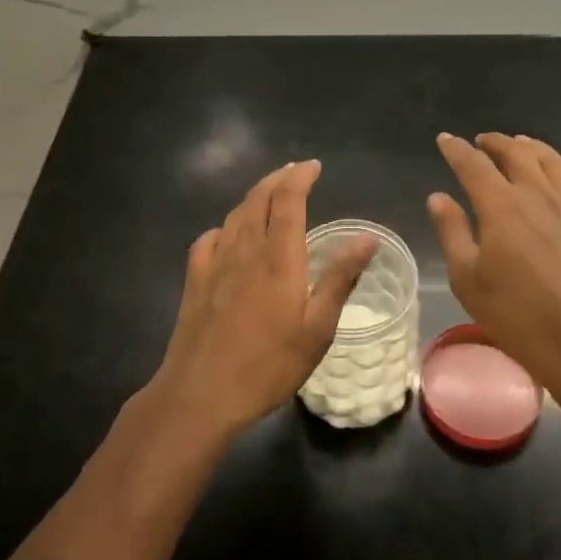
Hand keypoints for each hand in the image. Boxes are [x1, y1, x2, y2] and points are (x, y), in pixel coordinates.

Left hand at [151, 159, 377, 438]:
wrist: (201, 393)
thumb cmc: (268, 365)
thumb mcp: (317, 328)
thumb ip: (339, 278)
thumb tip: (366, 237)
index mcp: (278, 258)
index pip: (288, 200)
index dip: (300, 177)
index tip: (313, 166)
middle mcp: (246, 250)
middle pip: (259, 199)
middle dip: (278, 179)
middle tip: (294, 171)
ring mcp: (215, 263)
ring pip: (235, 215)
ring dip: (254, 197)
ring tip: (268, 194)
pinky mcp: (195, 280)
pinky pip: (209, 239)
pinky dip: (225, 227)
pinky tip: (228, 235)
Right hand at [427, 133, 560, 417]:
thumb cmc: (517, 314)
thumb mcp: (468, 279)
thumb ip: (452, 232)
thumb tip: (438, 197)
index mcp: (501, 205)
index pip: (473, 165)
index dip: (456, 149)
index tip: (445, 139)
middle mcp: (537, 195)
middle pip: (517, 153)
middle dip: (496, 142)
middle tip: (481, 141)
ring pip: (552, 162)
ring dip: (532, 148)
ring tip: (521, 144)